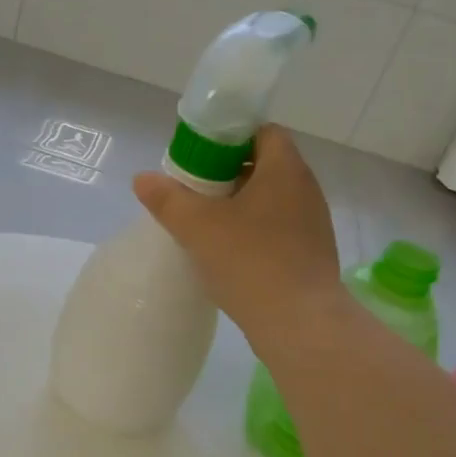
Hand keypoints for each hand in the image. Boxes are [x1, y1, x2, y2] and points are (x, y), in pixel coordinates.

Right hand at [132, 125, 345, 348]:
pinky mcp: (311, 254)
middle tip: (194, 192)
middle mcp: (306, 189)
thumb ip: (167, 198)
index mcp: (285, 169)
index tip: (200, 158)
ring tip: (207, 225)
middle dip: (228, 174)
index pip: (262, 132)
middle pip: (264, 165)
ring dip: (240, 206)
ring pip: (271, 200)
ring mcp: (313, 224)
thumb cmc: (250, 261)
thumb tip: (142, 178)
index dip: (229, 138)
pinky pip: (278, 229)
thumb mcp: (197, 226)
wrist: (299, 324)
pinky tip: (229, 254)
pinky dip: (254, 232)